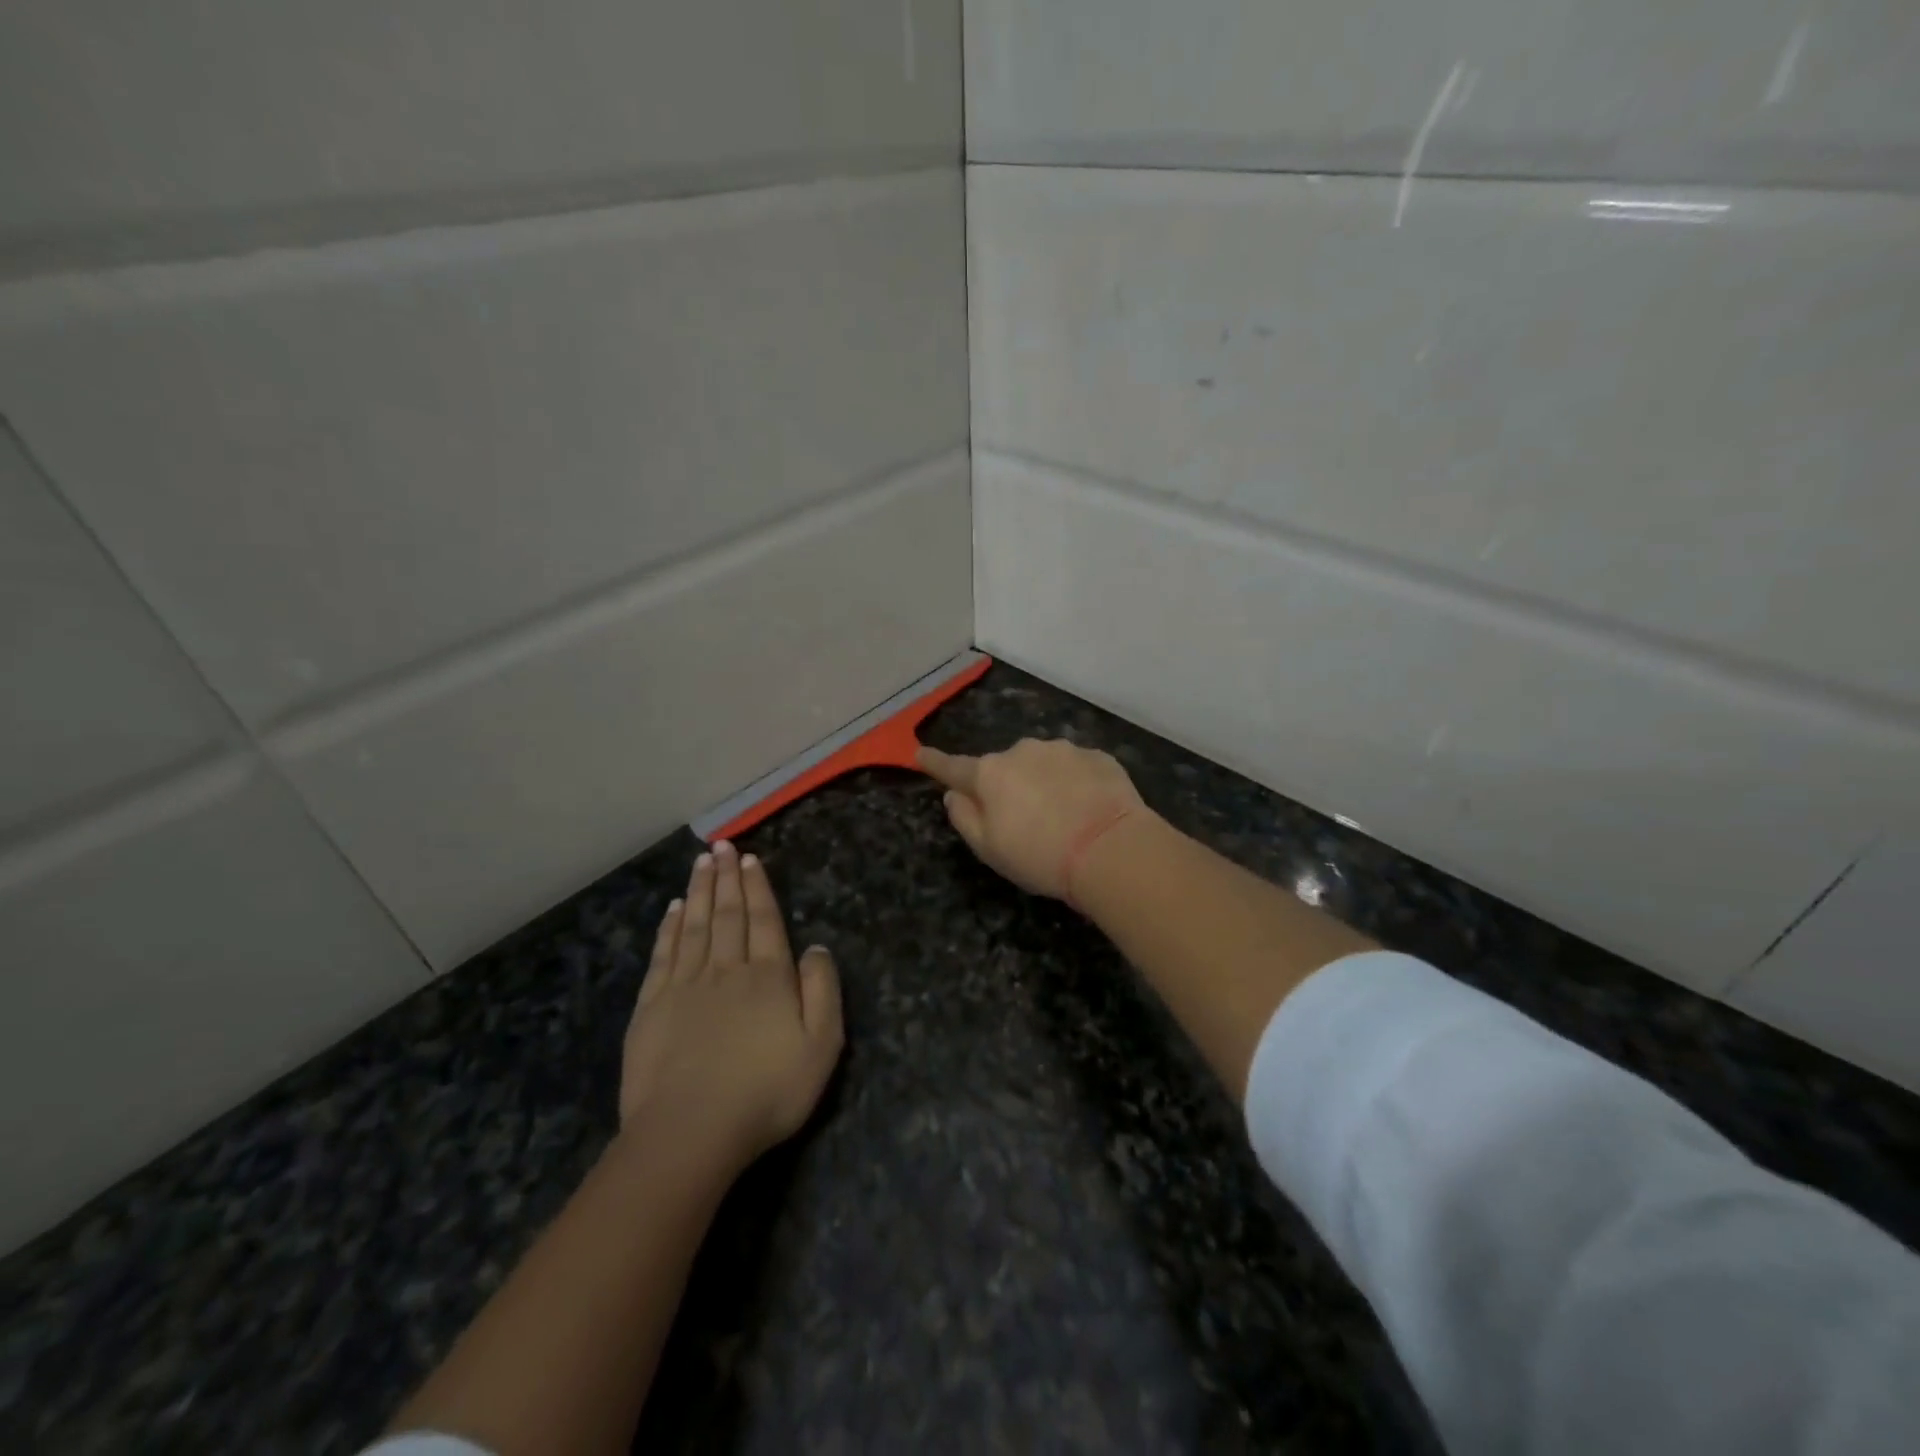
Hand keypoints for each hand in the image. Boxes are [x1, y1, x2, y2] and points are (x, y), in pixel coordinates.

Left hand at [621, 842, 842, 1167]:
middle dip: (726, 878)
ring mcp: (685, 986)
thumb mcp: (821, 1046)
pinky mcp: (652, 1008)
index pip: (764, 920)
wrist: (690, 1132)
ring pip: (695, 926)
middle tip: (722, 846)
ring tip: (700, 862)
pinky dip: (670, 928)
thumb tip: (816, 948)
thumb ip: (823, 991)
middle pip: (727, 914)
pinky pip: (664, 955)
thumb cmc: (766, 1092)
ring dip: (699, 891)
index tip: (749, 859)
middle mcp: (727, 970)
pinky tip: (674, 910)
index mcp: (768, 977)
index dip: (757, 888)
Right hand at [917, 738, 1148, 899]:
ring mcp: (1063, 749)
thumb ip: (964, 818)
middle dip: (1008, 787)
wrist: (1111, 848)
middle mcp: (1022, 751)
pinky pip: (1077, 769)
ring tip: (1063, 819)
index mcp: (990, 774)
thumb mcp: (989, 849)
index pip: (954, 767)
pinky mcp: (1098, 756)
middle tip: (1024, 823)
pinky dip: (1077, 785)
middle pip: (1004, 768)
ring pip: (1043, 765)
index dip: (935, 763)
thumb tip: (954, 794)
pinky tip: (1089, 810)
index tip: (920, 753)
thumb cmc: (1040, 855)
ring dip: (1044, 784)